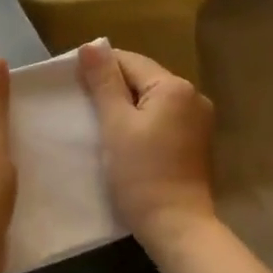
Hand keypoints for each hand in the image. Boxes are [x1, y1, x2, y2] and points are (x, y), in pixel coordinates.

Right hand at [78, 45, 217, 252]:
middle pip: (143, 78)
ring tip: (100, 123)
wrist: (177, 227)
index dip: (99, 68)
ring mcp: (199, 120)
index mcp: (175, 86)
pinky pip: (163, 119)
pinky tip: (126, 139)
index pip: (129, 61)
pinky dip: (143, 122)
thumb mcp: (115, 125)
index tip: (74, 85)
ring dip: (127, 106)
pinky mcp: (196, 142)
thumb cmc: (141, 174)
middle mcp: (193, 96)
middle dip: (113, 88)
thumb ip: (104, 82)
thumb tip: (91, 45)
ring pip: (152, 100)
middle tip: (83, 106)